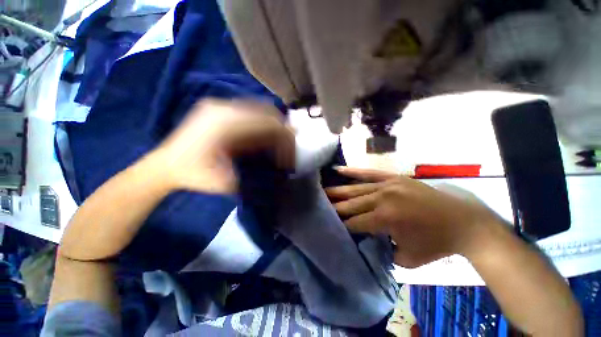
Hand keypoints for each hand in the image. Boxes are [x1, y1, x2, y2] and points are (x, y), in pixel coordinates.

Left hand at [152, 99, 294, 193]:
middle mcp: (222, 108)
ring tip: (278, 141)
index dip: (284, 134)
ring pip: (258, 108)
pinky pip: (248, 110)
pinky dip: (260, 122)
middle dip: (281, 128)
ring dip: (272, 124)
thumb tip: (281, 160)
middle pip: (265, 111)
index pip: (266, 122)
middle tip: (288, 144)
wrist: (165, 166)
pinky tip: (262, 135)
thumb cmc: (195, 176)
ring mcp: (218, 106)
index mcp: (224, 125)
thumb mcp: (227, 180)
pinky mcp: (217, 108)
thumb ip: (253, 170)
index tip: (293, 146)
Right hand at [325, 167, 504, 267]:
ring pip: (356, 188)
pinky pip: (369, 173)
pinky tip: (338, 170)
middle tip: (317, 205)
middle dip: (334, 207)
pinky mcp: (393, 178)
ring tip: (322, 190)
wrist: (463, 222)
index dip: (341, 226)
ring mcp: (388, 185)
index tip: (328, 226)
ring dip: (338, 190)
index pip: (354, 223)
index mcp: (386, 219)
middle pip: (351, 204)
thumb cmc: (435, 244)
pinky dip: (353, 172)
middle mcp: (382, 198)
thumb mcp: (406, 258)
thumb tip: (362, 240)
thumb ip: (380, 251)